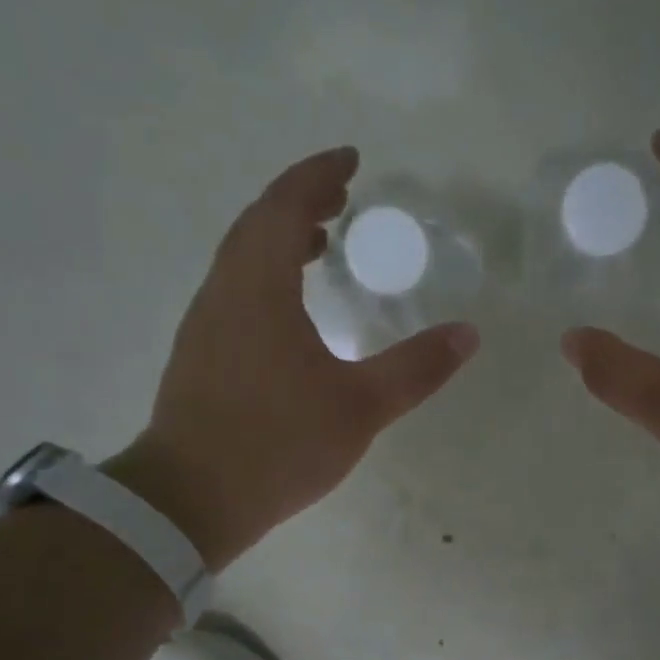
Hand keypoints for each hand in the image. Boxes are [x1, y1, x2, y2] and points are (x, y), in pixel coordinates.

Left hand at [112, 147, 478, 568]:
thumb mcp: (360, 407)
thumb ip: (416, 368)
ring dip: (279, 241)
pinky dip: (265, 277)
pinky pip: (235, 292)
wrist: (192, 499)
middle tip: (340, 200)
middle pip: (257, 224)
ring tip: (319, 247)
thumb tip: (468, 334)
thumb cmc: (279, 444)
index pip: (285, 205)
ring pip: (241, 260)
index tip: (351, 160)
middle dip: (299, 202)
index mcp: (259, 287)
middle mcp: (223, 292)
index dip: (318, 174)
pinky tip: (289, 311)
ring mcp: (204, 325)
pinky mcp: (199, 356)